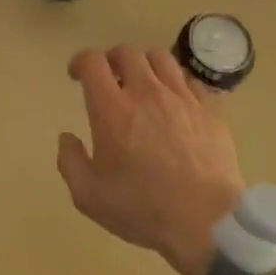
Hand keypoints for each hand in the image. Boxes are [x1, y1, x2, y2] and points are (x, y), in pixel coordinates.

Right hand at [56, 46, 245, 274]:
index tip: (76, 75)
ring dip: (145, 64)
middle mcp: (145, 92)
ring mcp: (181, 97)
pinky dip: (176, 84)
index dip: (80, 62)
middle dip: (112, 60)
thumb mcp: (89, 196)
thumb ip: (70, 162)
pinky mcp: (209, 109)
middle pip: (126, 53)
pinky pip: (190, 80)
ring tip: (143, 82)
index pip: (92, 62)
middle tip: (110, 79)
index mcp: (112, 109)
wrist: (206, 221)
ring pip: (160, 57)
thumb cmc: (143, 209)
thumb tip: (67, 137)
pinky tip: (175, 102)